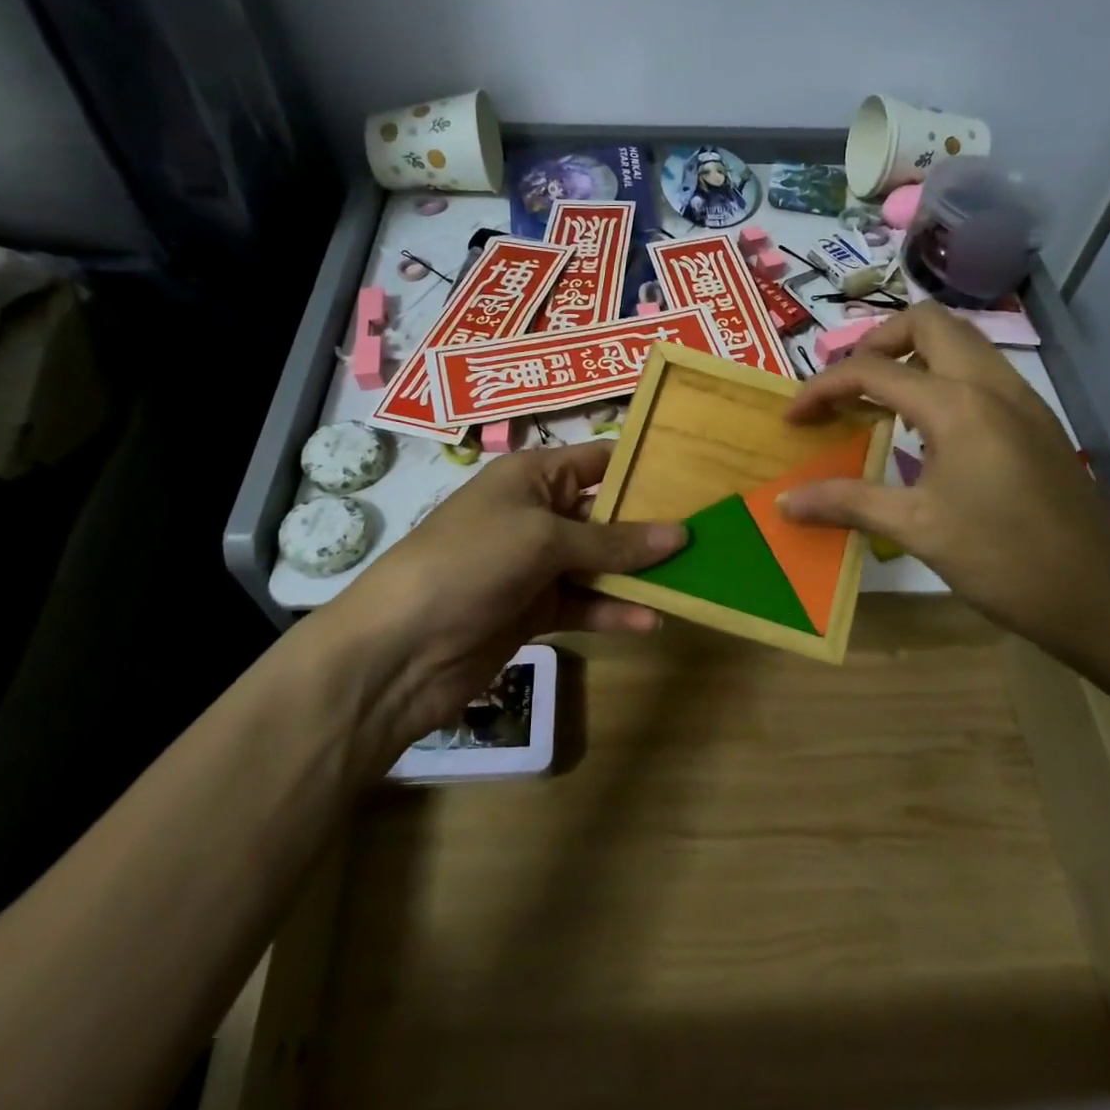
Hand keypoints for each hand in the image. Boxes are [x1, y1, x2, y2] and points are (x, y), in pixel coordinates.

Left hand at [302, 440, 684, 747]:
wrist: (400, 649)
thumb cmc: (471, 562)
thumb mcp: (544, 539)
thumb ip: (613, 540)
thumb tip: (681, 533)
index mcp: (532, 476)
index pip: (598, 460)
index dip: (643, 466)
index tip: (696, 476)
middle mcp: (536, 513)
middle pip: (605, 514)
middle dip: (651, 525)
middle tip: (709, 534)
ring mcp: (534, 565)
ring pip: (599, 563)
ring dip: (638, 573)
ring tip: (692, 580)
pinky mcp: (534, 610)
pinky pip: (584, 604)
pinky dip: (613, 611)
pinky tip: (650, 621)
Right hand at [781, 302, 1109, 667]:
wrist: (1101, 596)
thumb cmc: (1003, 559)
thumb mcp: (917, 530)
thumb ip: (846, 503)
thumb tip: (785, 502)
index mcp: (958, 404)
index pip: (874, 370)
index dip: (824, 387)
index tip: (794, 417)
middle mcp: (992, 384)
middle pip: (928, 323)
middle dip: (877, 343)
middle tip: (848, 387)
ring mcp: (1022, 399)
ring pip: (961, 342)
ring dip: (913, 355)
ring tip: (879, 401)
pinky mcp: (1036, 421)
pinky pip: (980, 372)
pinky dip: (941, 378)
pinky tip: (925, 429)